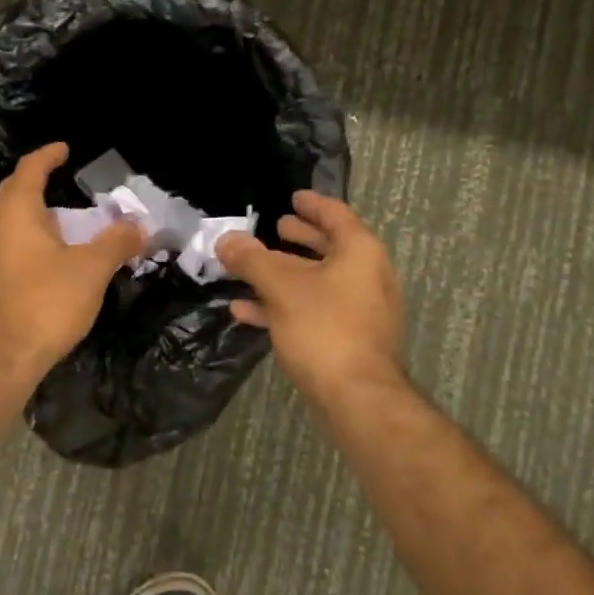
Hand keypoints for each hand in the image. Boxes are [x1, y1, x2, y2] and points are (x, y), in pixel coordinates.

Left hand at [0, 143, 145, 385]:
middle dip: (40, 183)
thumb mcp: (92, 269)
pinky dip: (28, 238)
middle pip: (15, 192)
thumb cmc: (45, 303)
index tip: (66, 148)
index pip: (30, 168)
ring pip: (9, 220)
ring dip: (35, 214)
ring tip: (63, 219)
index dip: (49, 155)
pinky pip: (7, 244)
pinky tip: (47, 256)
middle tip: (68, 182)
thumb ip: (117, 241)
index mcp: (15, 211)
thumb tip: (140, 224)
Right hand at [216, 191, 405, 403]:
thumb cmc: (324, 327)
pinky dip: (286, 305)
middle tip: (275, 228)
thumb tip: (225, 240)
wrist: (357, 397)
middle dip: (299, 238)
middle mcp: (368, 275)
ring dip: (285, 274)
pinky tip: (247, 311)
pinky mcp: (351, 339)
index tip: (293, 197)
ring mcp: (362, 310)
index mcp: (360, 252)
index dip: (312, 204)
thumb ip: (251, 259)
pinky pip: (316, 310)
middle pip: (330, 248)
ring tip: (252, 268)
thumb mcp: (281, 286)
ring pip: (319, 282)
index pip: (336, 215)